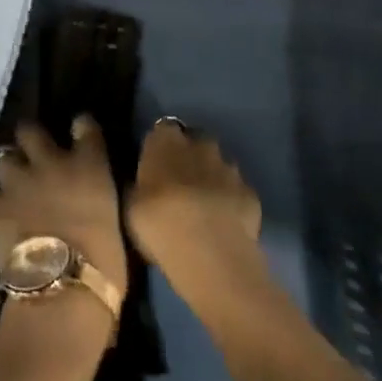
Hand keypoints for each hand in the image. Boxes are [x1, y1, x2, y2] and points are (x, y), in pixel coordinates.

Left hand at [0, 117, 128, 302]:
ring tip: (8, 182)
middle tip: (30, 153)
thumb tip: (88, 200)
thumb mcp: (112, 218)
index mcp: (90, 165)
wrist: (64, 286)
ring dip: (5, 168)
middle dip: (29, 138)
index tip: (79, 129)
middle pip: (30, 130)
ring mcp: (18, 181)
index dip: (80, 126)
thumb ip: (96, 198)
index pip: (85, 127)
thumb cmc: (105, 261)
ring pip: (0, 156)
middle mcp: (51, 162)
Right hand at [126, 118, 261, 294]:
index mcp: (166, 141)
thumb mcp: (131, 205)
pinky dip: (231, 201)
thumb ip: (139, 185)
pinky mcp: (250, 192)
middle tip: (179, 184)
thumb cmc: (158, 223)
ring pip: (219, 165)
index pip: (162, 129)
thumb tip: (142, 182)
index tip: (154, 166)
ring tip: (203, 207)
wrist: (209, 250)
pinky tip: (223, 223)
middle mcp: (200, 144)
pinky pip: (237, 191)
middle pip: (195, 142)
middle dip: (190, 157)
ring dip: (211, 178)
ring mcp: (230, 167)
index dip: (160, 146)